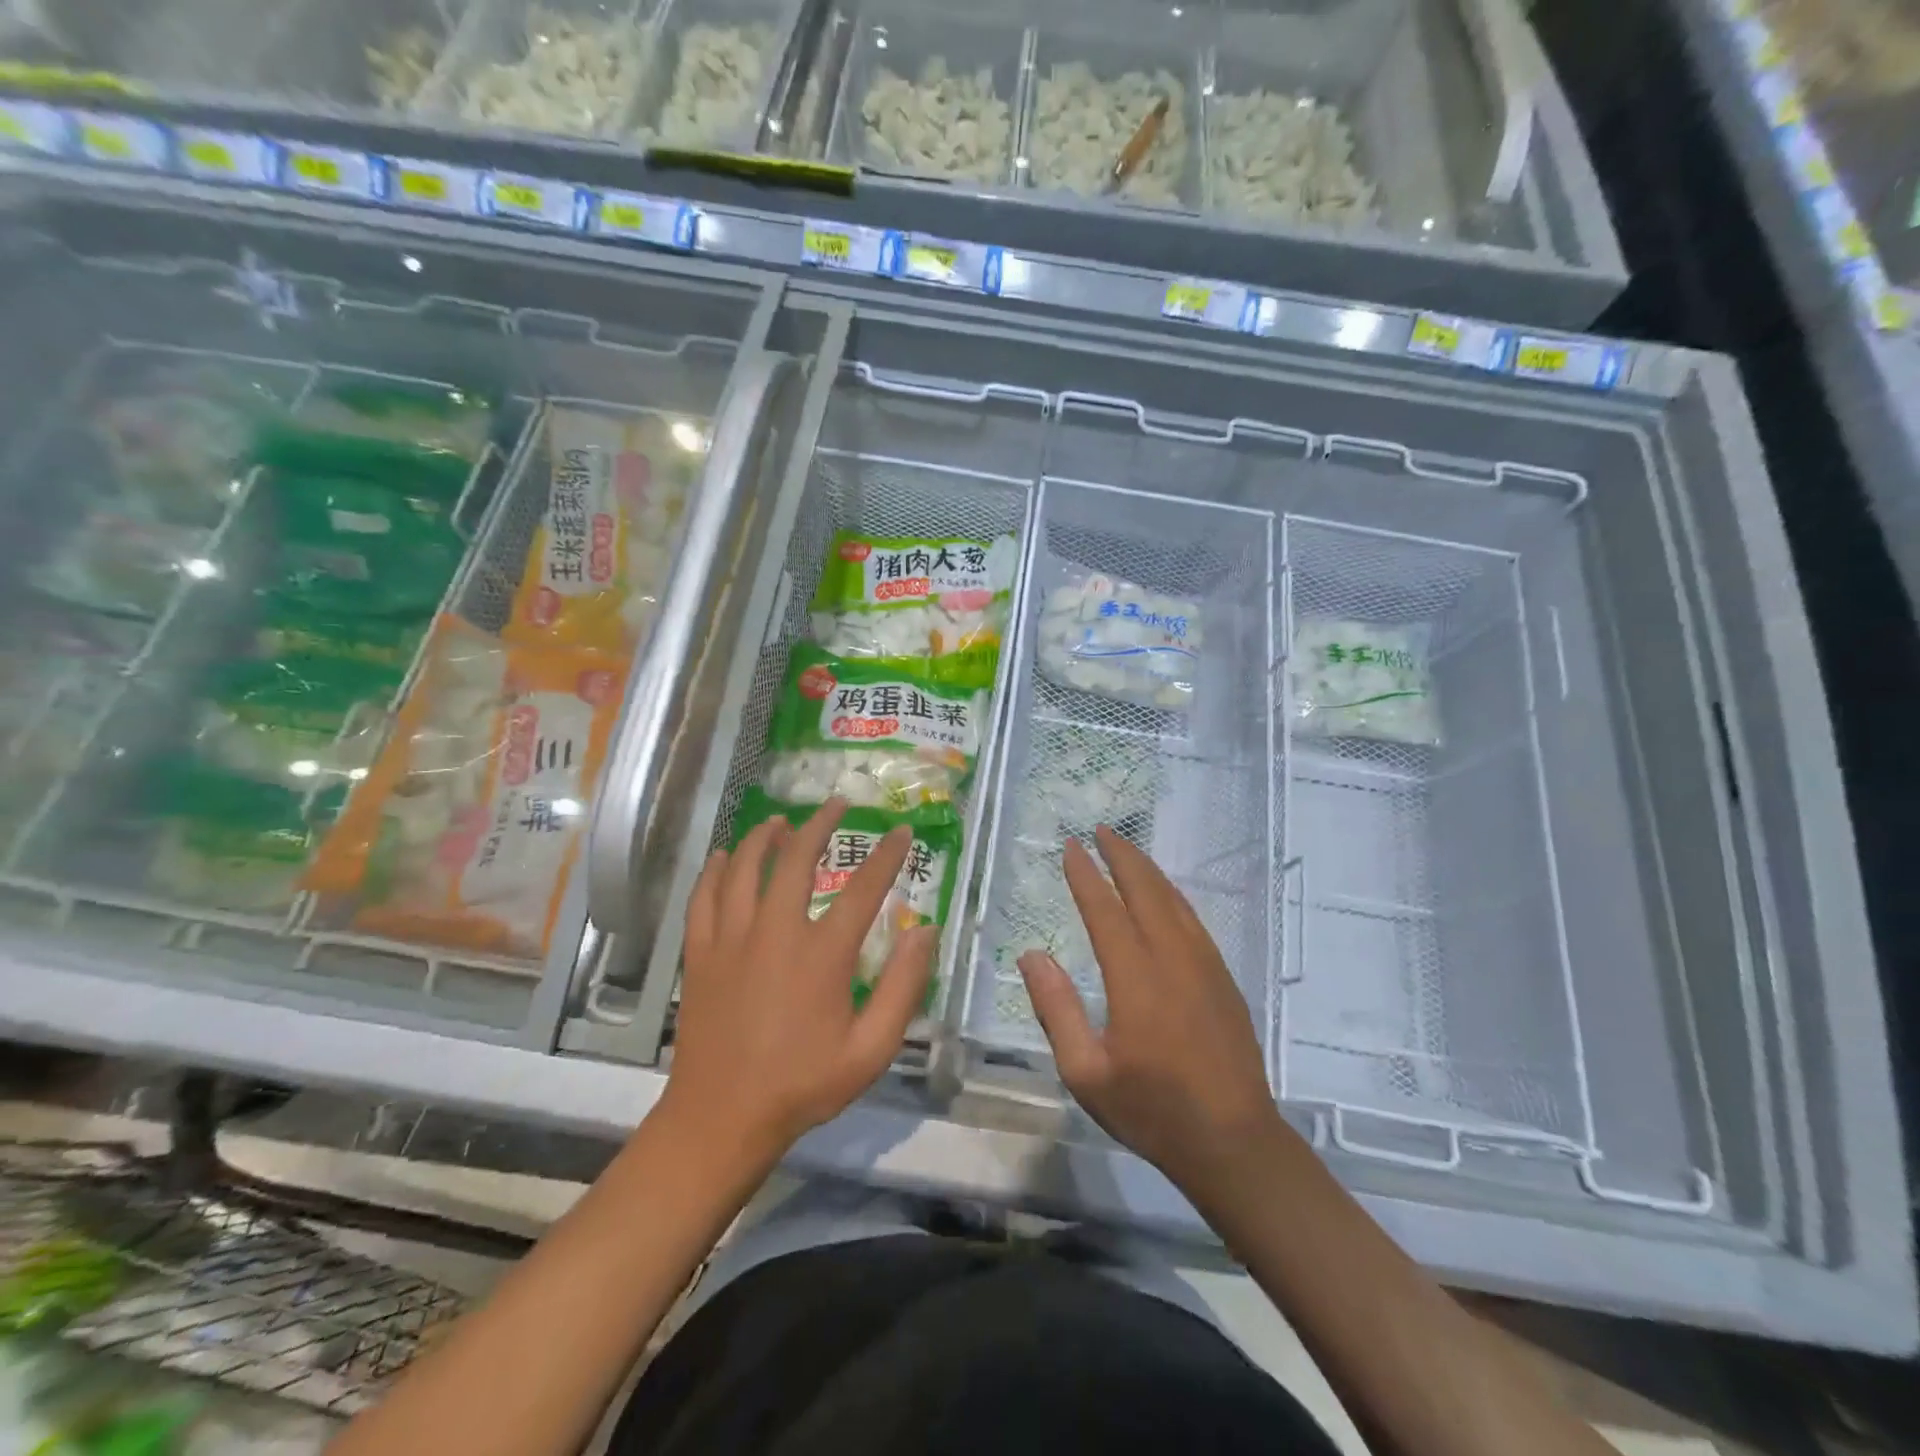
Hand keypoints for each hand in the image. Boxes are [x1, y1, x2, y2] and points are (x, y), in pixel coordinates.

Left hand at [664, 797, 936, 1161]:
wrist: (721, 1118)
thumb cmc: (803, 1085)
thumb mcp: (870, 1049)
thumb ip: (903, 988)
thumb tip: (924, 932)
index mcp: (822, 954)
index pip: (864, 889)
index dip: (887, 856)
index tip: (901, 831)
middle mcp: (775, 931)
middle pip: (797, 859)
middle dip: (819, 825)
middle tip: (836, 805)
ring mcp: (731, 939)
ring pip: (744, 868)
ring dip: (764, 837)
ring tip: (780, 822)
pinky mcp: (700, 953)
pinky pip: (704, 897)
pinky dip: (714, 870)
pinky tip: (723, 856)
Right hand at [1018, 826, 1281, 1199]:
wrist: (1235, 1142)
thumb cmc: (1152, 1110)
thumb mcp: (1086, 1072)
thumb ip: (1056, 1009)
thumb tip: (1033, 954)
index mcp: (1136, 979)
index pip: (1105, 911)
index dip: (1086, 876)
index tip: (1071, 847)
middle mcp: (1173, 959)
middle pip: (1146, 891)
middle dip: (1122, 855)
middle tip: (1101, 829)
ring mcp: (1205, 966)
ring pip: (1174, 901)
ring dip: (1148, 870)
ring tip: (1126, 849)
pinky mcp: (1223, 979)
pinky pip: (1193, 921)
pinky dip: (1172, 896)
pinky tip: (1163, 895)